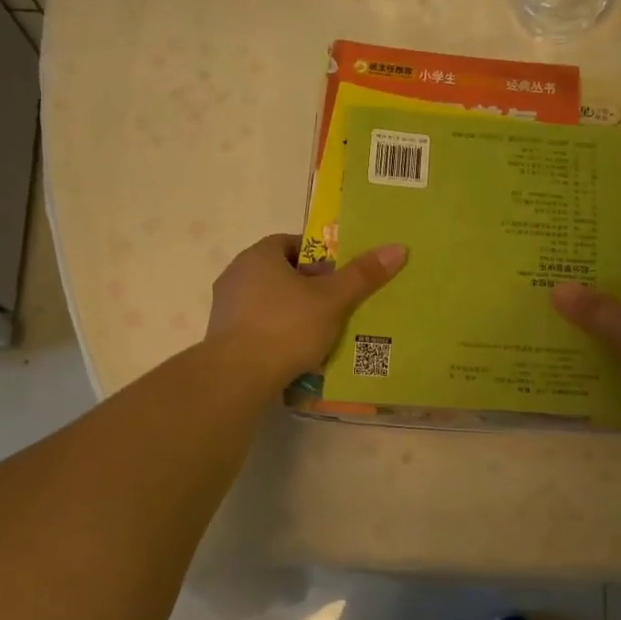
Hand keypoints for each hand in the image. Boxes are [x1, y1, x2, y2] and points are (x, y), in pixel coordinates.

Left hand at [207, 234, 407, 386]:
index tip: (338, 276)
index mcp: (259, 255)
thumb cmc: (287, 326)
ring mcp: (225, 307)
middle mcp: (236, 274)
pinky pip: (257, 327)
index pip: (291, 243)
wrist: (238, 376)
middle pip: (280, 273)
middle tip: (335, 305)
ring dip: (292, 312)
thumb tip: (398, 248)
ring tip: (320, 333)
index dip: (318, 257)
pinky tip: (295, 354)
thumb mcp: (332, 299)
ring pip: (268, 302)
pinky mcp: (222, 337)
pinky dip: (276, 334)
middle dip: (307, 286)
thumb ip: (363, 275)